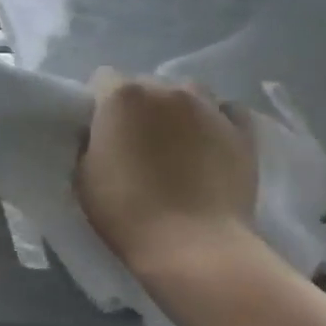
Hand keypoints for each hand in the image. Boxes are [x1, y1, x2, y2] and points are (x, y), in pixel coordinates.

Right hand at [76, 72, 258, 272]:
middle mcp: (165, 89)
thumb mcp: (83, 174)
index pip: (103, 78)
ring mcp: (208, 107)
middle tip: (138, 141)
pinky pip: (228, 111)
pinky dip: (218, 119)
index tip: (101, 129)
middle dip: (140, 106)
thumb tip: (102, 134)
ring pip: (189, 91)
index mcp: (122, 95)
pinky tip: (212, 141)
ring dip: (179, 108)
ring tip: (178, 139)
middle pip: (147, 84)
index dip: (101, 103)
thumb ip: (91, 141)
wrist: (193, 247)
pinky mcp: (242, 132)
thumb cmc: (127, 212)